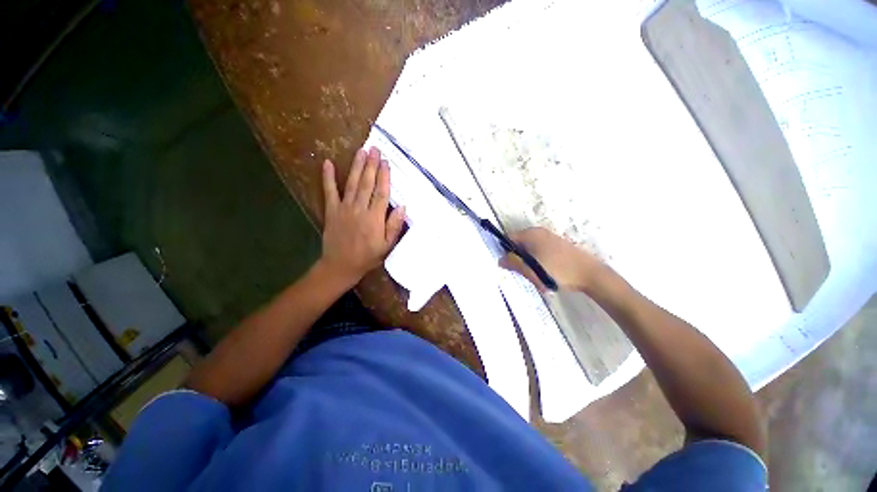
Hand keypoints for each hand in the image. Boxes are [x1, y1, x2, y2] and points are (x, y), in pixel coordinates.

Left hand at [318, 147, 405, 287]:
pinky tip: (327, 163)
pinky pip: (329, 191)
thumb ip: (394, 226)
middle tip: (375, 149)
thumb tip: (402, 207)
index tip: (387, 163)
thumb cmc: (367, 257)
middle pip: (367, 184)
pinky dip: (328, 177)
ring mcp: (344, 208)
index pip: (381, 193)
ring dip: (357, 166)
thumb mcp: (387, 246)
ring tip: (361, 151)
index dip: (385, 177)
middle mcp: (360, 209)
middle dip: (372, 165)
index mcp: (375, 218)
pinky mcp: (331, 210)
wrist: (341, 265)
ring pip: (352, 183)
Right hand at [499, 227, 602, 291]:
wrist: (591, 274)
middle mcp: (539, 233)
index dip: (505, 251)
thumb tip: (500, 260)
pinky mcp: (558, 246)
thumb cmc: (558, 271)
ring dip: (529, 264)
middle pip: (519, 245)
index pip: (509, 238)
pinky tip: (547, 276)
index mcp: (531, 234)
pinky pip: (540, 253)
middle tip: (525, 274)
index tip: (509, 265)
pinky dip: (539, 264)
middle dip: (519, 260)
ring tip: (538, 278)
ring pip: (530, 251)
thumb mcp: (531, 270)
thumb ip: (513, 263)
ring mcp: (550, 238)